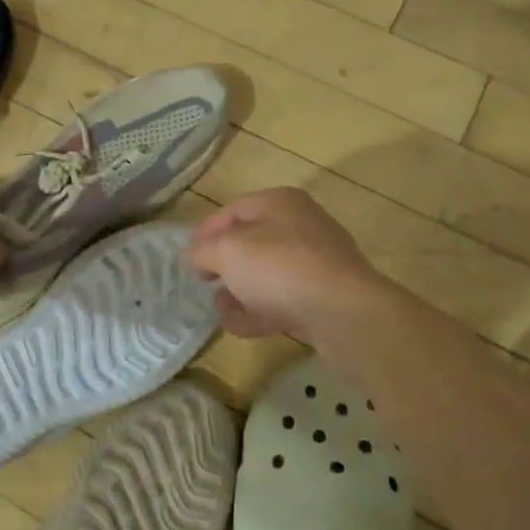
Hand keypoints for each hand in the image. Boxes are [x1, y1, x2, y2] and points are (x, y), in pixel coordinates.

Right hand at [186, 188, 386, 342]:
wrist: (343, 313)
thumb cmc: (280, 268)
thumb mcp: (228, 252)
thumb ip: (204, 251)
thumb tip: (195, 256)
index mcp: (279, 203)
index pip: (232, 210)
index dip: (205, 232)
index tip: (186, 256)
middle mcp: (300, 226)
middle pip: (251, 242)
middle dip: (224, 264)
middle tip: (202, 282)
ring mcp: (315, 263)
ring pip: (267, 273)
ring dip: (239, 290)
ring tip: (219, 309)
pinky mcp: (323, 297)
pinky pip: (282, 299)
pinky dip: (259, 311)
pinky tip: (238, 327)